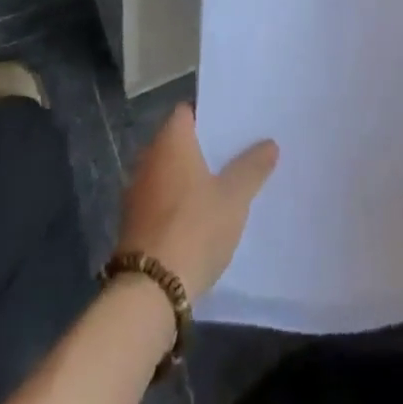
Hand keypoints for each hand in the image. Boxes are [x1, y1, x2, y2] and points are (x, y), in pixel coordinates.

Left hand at [118, 105, 277, 297]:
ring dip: (190, 177)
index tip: (233, 126)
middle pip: (178, 142)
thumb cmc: (194, 228)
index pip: (187, 112)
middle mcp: (148, 158)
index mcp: (170, 141)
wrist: (150, 291)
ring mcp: (137, 192)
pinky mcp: (133, 223)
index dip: (209, 116)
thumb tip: (269, 143)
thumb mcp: (233, 198)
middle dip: (203, 148)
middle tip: (235, 154)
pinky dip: (178, 202)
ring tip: (223, 186)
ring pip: (169, 172)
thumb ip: (252, 168)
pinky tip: (200, 218)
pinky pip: (161, 199)